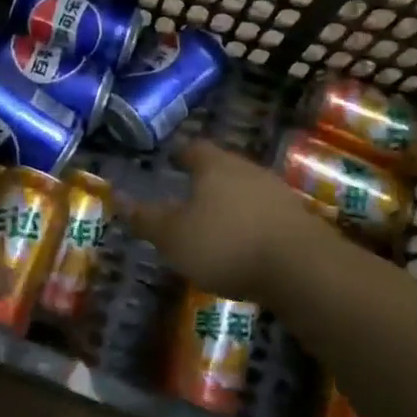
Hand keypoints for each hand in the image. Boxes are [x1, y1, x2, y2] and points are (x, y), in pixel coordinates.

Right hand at [123, 140, 335, 301]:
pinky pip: (266, 212)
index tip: (171, 161)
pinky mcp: (298, 218)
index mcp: (214, 165)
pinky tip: (247, 242)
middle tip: (190, 192)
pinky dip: (253, 221)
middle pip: (223, 166)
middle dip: (207, 177)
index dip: (180, 154)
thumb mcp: (174, 236)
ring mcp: (277, 191)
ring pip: (247, 188)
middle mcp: (247, 168)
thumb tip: (116, 196)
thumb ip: (146, 218)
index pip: (194, 148)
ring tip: (217, 220)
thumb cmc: (226, 243)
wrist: (301, 268)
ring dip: (232, 200)